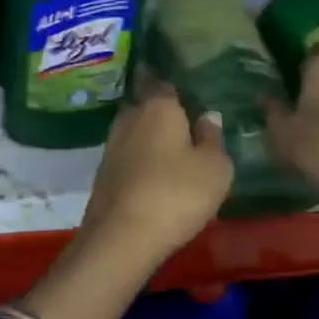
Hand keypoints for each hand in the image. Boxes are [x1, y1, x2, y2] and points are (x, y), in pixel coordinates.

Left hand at [78, 77, 232, 273]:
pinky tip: (156, 174)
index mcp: (158, 106)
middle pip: (147, 105)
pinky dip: (141, 160)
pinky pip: (128, 155)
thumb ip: (213, 138)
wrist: (122, 235)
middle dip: (163, 113)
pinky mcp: (103, 171)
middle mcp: (130, 117)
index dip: (176, 86)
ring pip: (136, 131)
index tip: (189, 90)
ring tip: (175, 152)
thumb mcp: (215, 168)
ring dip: (151, 138)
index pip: (164, 82)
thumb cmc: (177, 193)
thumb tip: (208, 116)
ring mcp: (112, 144)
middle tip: (186, 124)